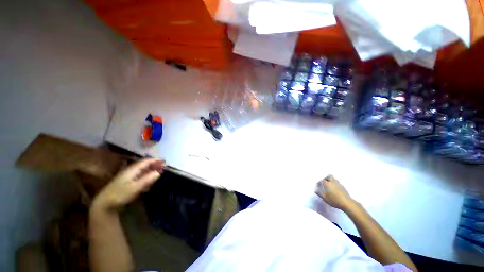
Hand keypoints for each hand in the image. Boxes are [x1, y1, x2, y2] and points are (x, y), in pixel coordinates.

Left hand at [93, 158, 164, 209]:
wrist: (104, 204)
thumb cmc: (120, 195)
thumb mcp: (135, 187)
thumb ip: (147, 179)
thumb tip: (159, 172)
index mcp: (131, 170)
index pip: (145, 162)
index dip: (155, 160)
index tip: (164, 160)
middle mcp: (130, 171)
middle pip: (144, 165)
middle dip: (154, 164)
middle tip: (163, 165)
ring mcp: (127, 177)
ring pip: (141, 170)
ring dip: (151, 169)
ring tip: (159, 170)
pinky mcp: (126, 182)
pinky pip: (139, 175)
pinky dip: (146, 174)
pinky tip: (149, 178)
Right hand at [316, 174, 354, 210]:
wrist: (347, 203)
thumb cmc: (334, 200)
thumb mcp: (325, 198)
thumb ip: (319, 193)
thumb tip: (316, 190)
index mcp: (327, 183)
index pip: (322, 180)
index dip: (319, 182)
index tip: (318, 185)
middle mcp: (333, 182)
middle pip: (329, 176)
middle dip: (326, 178)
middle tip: (324, 183)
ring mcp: (339, 184)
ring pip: (334, 179)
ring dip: (331, 181)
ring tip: (329, 186)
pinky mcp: (343, 187)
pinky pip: (337, 183)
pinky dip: (335, 184)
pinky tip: (335, 190)